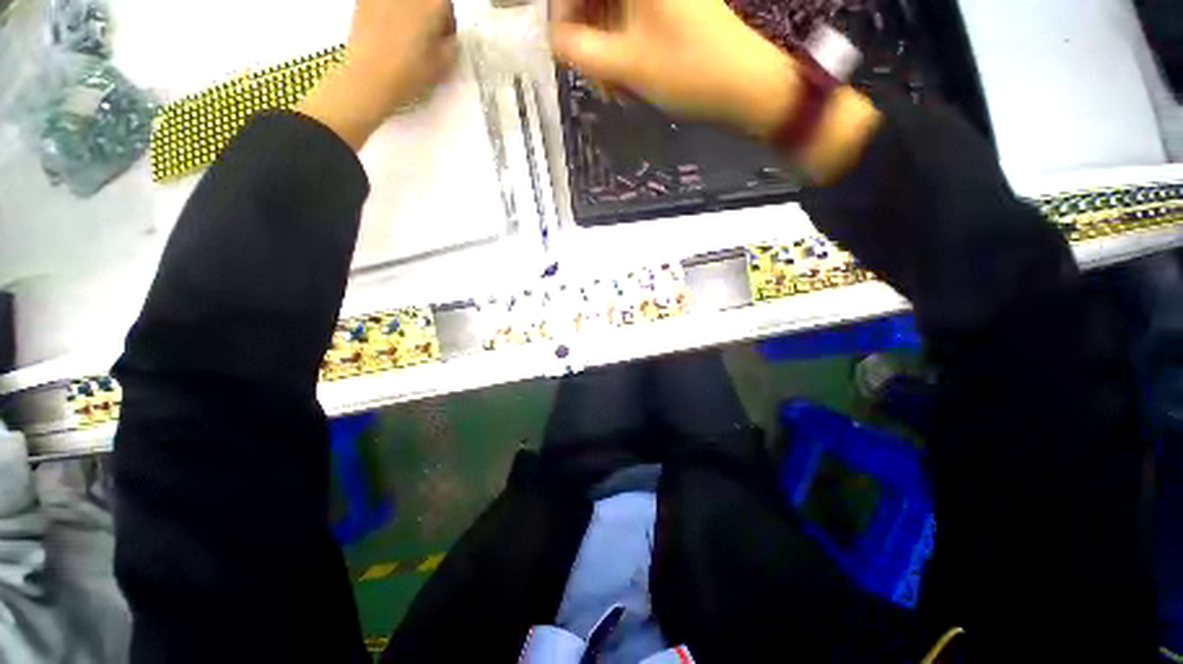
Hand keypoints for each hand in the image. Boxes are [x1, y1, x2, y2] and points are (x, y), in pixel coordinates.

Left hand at [298, 0, 458, 149]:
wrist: (371, 78)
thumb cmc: (409, 73)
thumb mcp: (444, 64)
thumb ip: (450, 43)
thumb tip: (447, 37)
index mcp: (432, 4)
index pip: (446, 3)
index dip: (447, 21)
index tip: (444, 36)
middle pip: (423, 0)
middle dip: (426, 15)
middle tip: (425, 36)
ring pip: (402, 4)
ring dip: (406, 14)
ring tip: (404, 36)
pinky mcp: (363, 0)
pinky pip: (382, 5)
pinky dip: (386, 14)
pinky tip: (387, 34)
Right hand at [550, 0, 797, 137]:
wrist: (743, 83)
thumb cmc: (686, 71)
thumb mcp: (624, 64)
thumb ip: (578, 49)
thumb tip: (553, 39)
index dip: (562, 11)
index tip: (560, 47)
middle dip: (585, 34)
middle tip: (592, 74)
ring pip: (611, 9)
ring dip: (603, 47)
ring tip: (612, 85)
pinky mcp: (668, 6)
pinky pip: (630, 19)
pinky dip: (622, 47)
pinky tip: (625, 76)